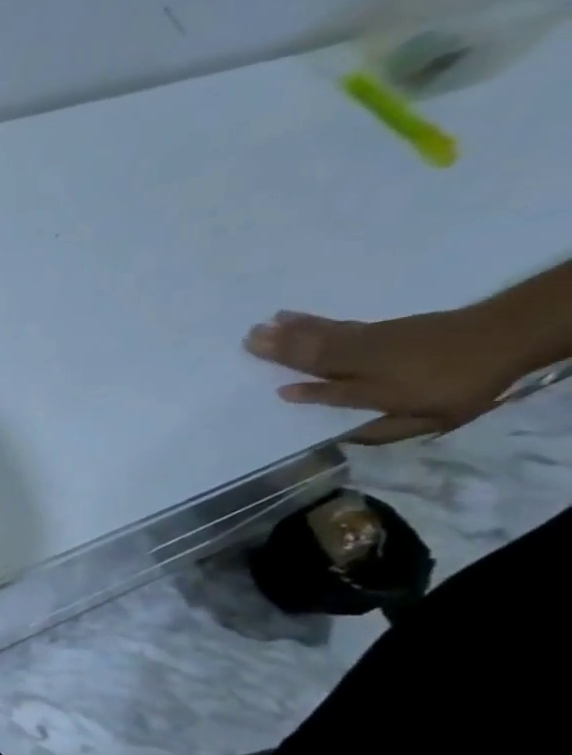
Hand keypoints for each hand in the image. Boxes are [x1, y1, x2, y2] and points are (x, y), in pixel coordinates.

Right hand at [244, 306, 532, 443]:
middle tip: (247, 339)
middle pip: (315, 356)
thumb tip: (342, 437)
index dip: (307, 394)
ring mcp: (371, 341)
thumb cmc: (463, 385)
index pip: (330, 393)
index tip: (277, 392)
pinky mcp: (378, 327)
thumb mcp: (430, 420)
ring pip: (320, 337)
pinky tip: (293, 317)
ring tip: (260, 325)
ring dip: (288, 332)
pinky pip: (334, 325)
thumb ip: (384, 430)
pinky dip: (311, 321)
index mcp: (373, 390)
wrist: (507, 334)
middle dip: (280, 349)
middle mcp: (364, 363)